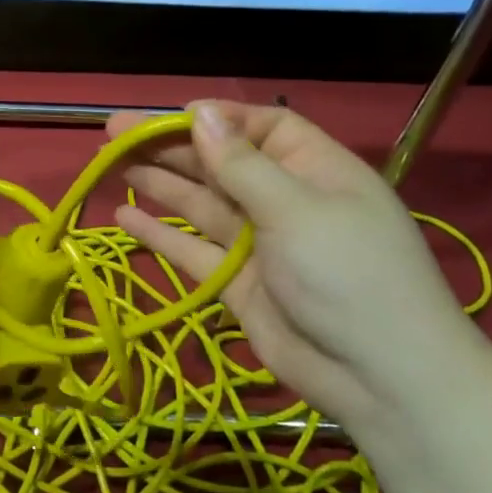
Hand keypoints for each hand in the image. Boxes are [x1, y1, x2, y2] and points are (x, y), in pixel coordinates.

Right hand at [110, 101, 491, 436]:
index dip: (215, 119)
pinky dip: (160, 235)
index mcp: (314, 170)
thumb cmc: (347, 274)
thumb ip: (240, 164)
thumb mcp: (296, 209)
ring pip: (200, 203)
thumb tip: (200, 112)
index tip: (168, 117)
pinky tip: (124, 218)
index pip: (261, 127)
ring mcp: (259, 244)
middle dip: (170, 146)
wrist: (379, 380)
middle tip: (114, 134)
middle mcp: (284, 200)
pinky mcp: (237, 283)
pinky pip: (192, 250)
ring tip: (112, 163)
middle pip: (220, 163)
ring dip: (159, 183)